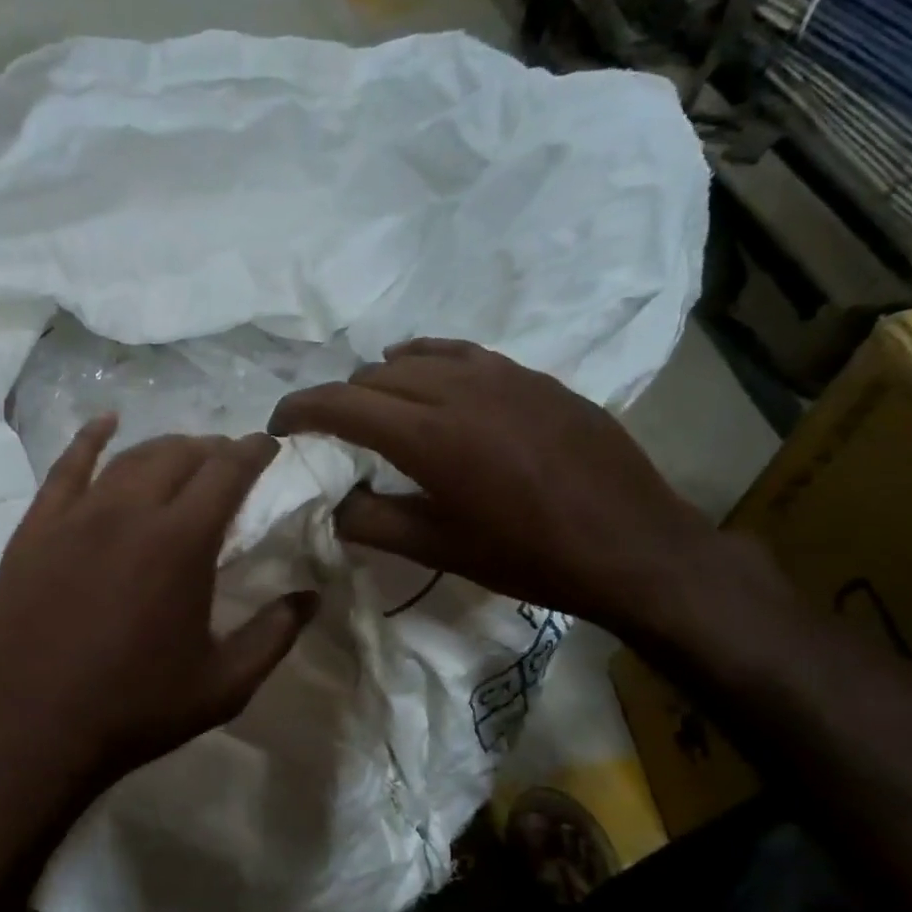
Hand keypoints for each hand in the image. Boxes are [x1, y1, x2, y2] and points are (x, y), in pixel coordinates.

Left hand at [0, 417, 315, 829]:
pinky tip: (105, 425)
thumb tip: (310, 596)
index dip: (254, 451)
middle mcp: (128, 512)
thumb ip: (274, 635)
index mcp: (180, 542)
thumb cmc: (133, 711)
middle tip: (228, 461)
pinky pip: (65, 467)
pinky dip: (89, 439)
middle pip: (178, 454)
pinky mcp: (34, 529)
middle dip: (212, 449)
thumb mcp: (222, 686)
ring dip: (164, 448)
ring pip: (128, 457)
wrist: (29, 731)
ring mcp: (74, 516)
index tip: (269, 445)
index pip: (227, 471)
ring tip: (182, 455)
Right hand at [268, 338, 720, 633]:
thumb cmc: (528, 558)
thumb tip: (331, 503)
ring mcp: (502, 375)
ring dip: (380, 382)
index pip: (342, 403)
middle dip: (337, 401)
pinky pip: (461, 353)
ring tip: (373, 412)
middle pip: (374, 377)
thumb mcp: (438, 550)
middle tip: (326, 436)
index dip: (300, 410)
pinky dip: (427, 362)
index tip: (279, 428)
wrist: (632, 546)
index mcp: (431, 437)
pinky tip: (426, 379)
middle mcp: (459, 390)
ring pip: (416, 359)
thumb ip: (371, 522)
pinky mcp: (533, 377)